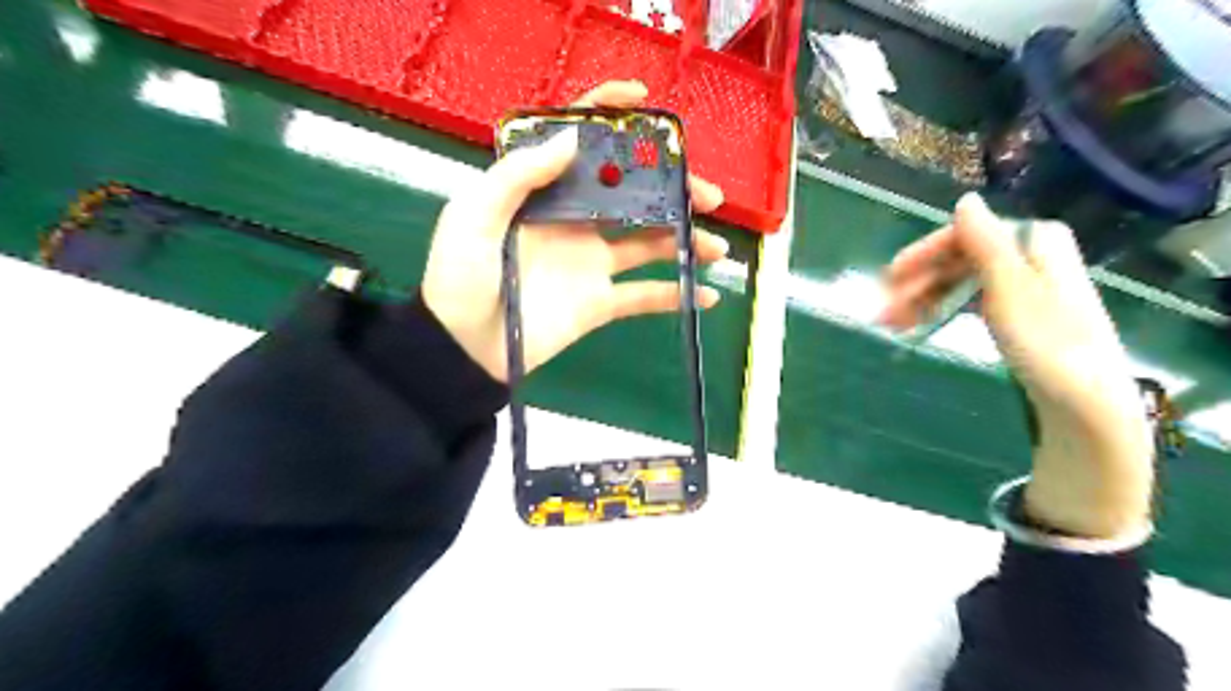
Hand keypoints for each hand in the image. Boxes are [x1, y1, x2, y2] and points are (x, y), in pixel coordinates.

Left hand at [427, 80, 727, 383]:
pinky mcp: (599, 302)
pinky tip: (707, 295)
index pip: (580, 144)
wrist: (464, 347)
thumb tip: (574, 136)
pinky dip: (676, 295)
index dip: (610, 117)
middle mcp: (574, 221)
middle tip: (707, 195)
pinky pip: (644, 296)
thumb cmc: (460, 278)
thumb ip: (518, 175)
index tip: (645, 104)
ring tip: (716, 246)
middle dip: (672, 189)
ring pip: (649, 243)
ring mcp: (591, 263)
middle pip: (632, 194)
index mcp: (543, 193)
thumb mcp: (472, 216)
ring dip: (685, 241)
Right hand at [885, 191, 1154, 539]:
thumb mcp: (1010, 289)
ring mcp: (1023, 289)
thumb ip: (987, 242)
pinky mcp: (1017, 316)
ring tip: (888, 325)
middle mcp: (1028, 260)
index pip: (968, 234)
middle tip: (882, 309)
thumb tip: (964, 200)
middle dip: (918, 282)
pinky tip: (917, 324)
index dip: (926, 252)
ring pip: (959, 282)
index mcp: (1034, 245)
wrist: (1083, 406)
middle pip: (960, 259)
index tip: (891, 276)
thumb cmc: (1047, 345)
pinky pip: (968, 301)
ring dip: (921, 299)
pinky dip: (941, 310)